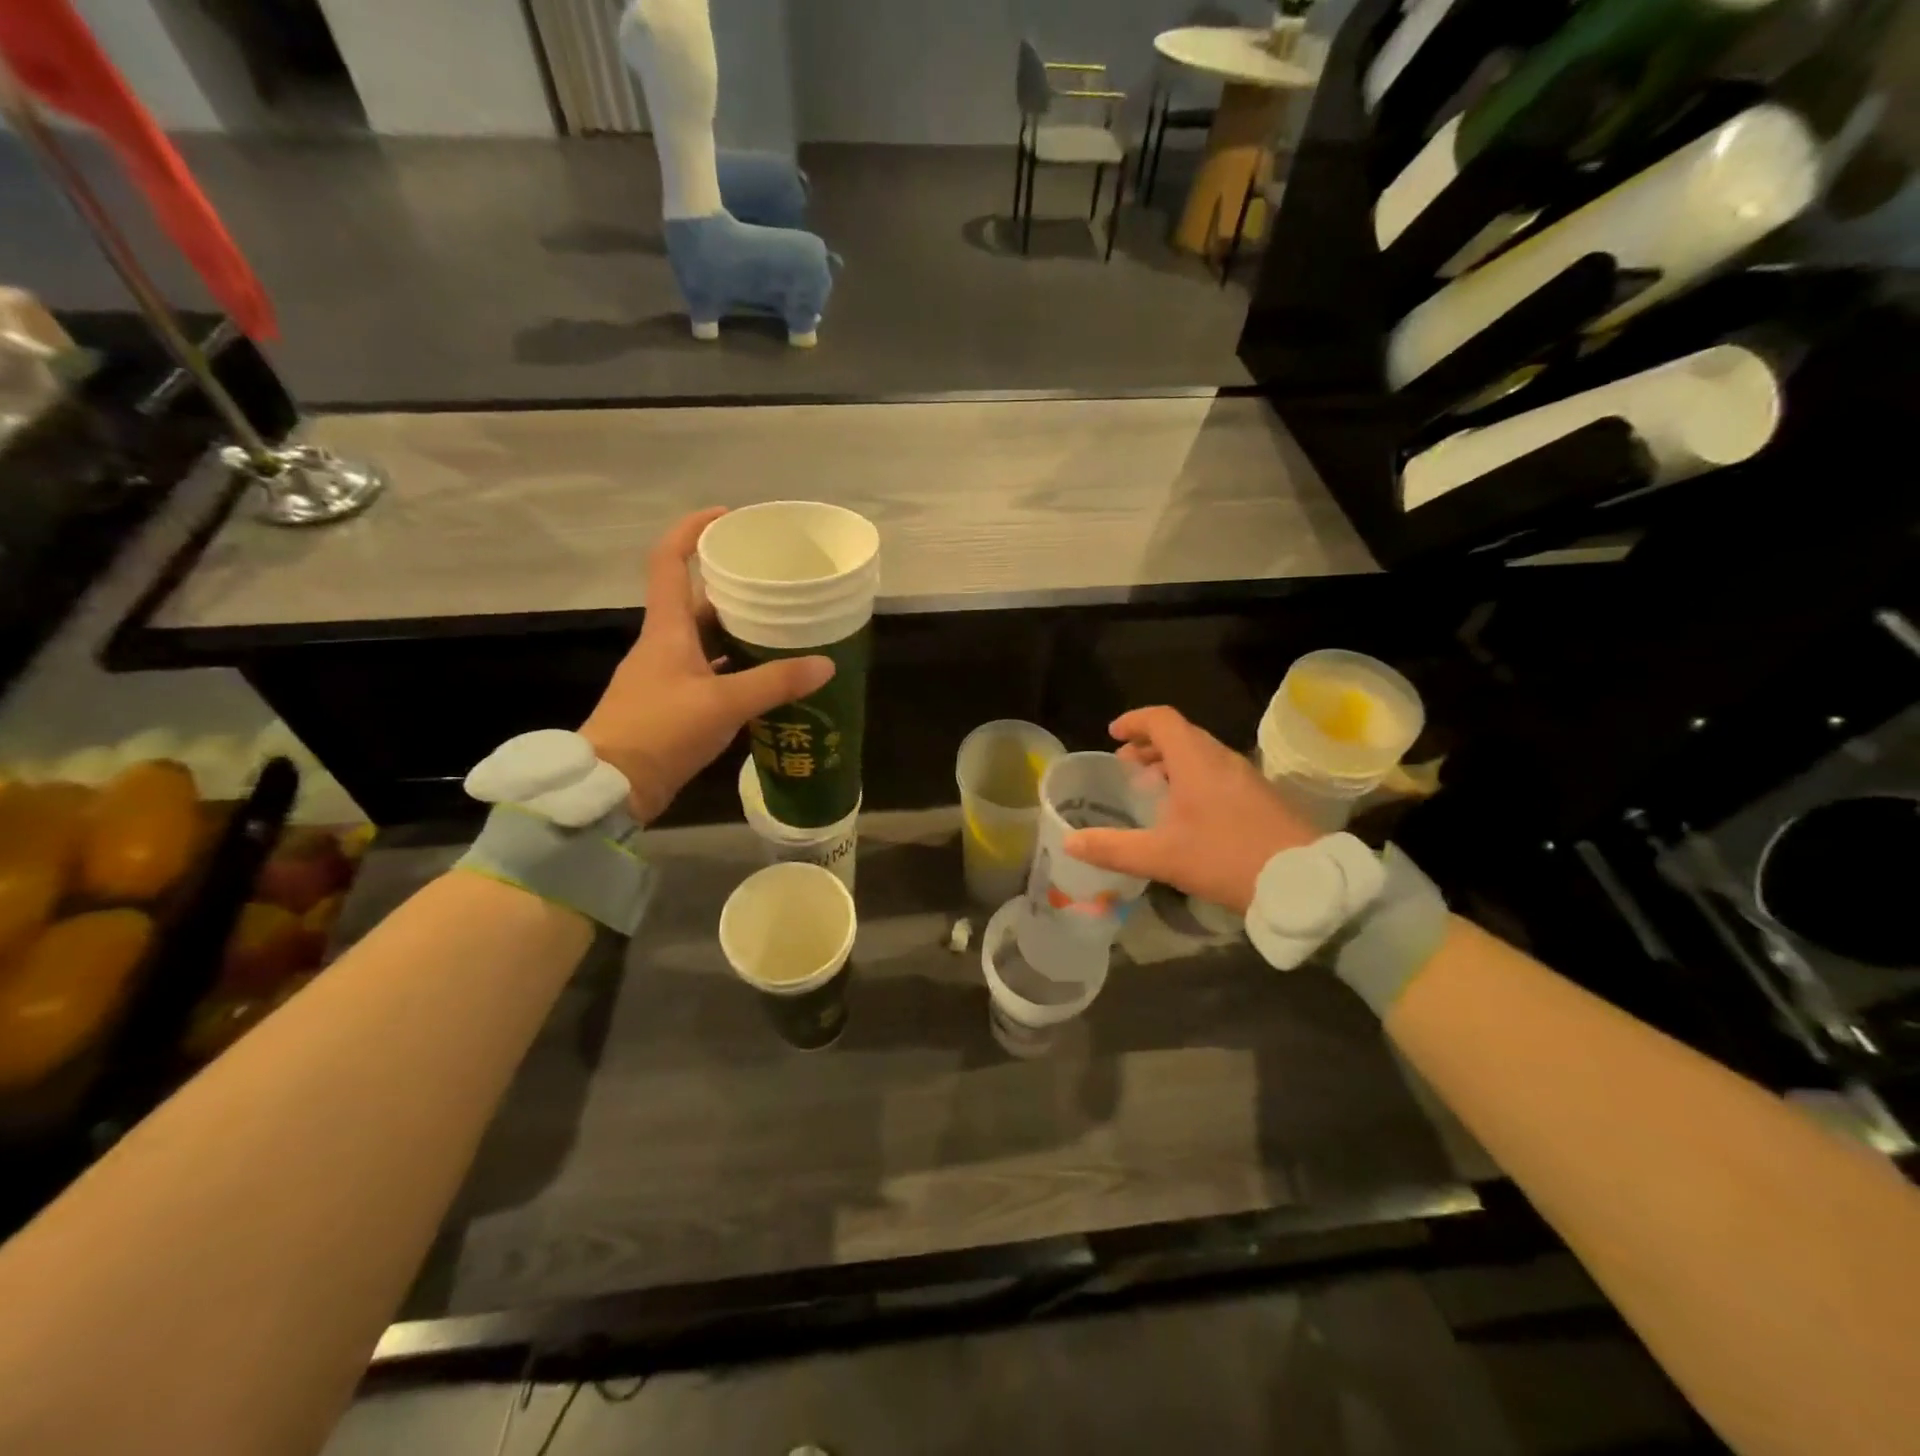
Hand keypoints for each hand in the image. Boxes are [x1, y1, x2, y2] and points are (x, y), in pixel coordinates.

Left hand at [581, 508, 833, 823]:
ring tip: (783, 629)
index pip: (669, 562)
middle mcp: (664, 645)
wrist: (612, 787)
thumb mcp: (723, 704)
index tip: (726, 518)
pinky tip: (766, 680)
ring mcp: (667, 677)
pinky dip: (736, 671)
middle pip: (698, 602)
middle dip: (734, 588)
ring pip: (706, 641)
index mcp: (666, 629)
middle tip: (777, 585)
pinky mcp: (673, 706)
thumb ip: (775, 683)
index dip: (692, 531)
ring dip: (739, 633)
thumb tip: (826, 664)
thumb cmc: (660, 731)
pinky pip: (710, 674)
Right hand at [1064, 706, 1315, 913]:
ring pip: (1201, 754)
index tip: (1112, 734)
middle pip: (1181, 734)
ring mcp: (1246, 776)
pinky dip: (1193, 777)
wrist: (1304, 881)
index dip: (1134, 721)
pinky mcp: (1260, 796)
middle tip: (1126, 766)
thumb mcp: (1162, 857)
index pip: (1162, 720)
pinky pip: (1217, 772)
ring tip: (1151, 787)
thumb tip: (1069, 841)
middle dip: (1148, 744)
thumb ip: (1113, 848)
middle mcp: (1222, 759)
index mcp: (1197, 761)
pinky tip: (1186, 813)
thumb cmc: (1227, 858)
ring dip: (1171, 762)